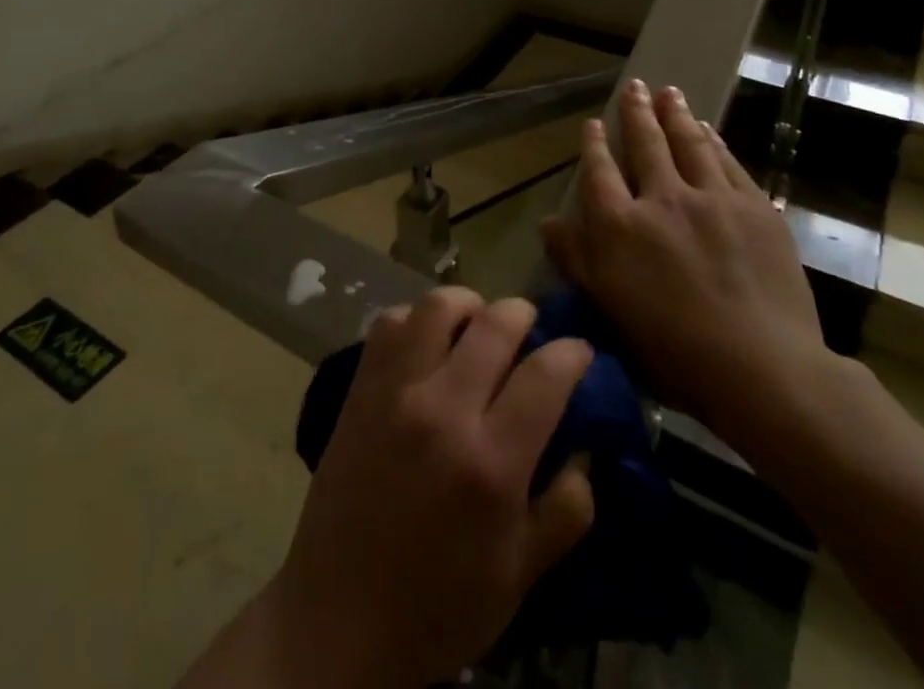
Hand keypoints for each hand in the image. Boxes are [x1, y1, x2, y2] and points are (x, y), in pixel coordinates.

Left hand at [263, 288, 595, 687]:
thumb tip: (584, 451)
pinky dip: (416, 319)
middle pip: (494, 325)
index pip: (544, 376)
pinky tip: (426, 342)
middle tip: (531, 328)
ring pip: (438, 307)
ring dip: (468, 305)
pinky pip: (390, 323)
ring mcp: (395, 392)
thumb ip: (565, 511)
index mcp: (491, 463)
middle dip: (523, 315)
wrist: (340, 618)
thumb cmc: (439, 607)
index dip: (572, 353)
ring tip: (477, 323)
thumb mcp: (520, 577)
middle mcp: (443, 410)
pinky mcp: (360, 388)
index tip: (580, 350)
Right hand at [541, 79, 835, 463]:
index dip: (594, 145)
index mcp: (620, 226)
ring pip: (689, 143)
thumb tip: (549, 222)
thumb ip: (577, 260)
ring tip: (668, 92)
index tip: (593, 123)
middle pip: (646, 144)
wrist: (763, 369)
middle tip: (635, 86)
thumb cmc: (673, 351)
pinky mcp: (754, 207)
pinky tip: (708, 130)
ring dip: (676, 115)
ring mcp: (712, 199)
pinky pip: (728, 162)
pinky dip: (714, 141)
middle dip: (637, 112)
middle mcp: (662, 199)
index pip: (600, 172)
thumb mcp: (608, 310)